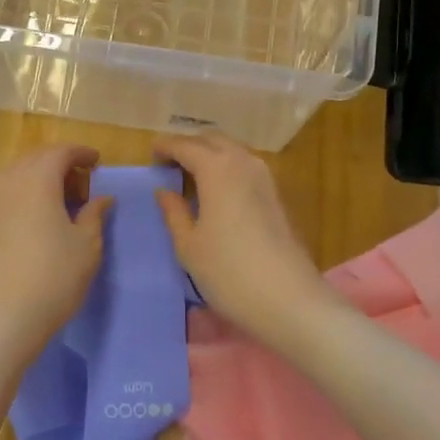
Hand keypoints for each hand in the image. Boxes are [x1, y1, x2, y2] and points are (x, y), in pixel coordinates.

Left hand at [0, 144, 114, 361]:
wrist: (8, 314)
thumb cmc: (56, 274)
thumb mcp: (87, 244)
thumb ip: (94, 214)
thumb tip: (102, 198)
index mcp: (39, 179)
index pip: (60, 152)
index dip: (81, 153)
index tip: (98, 162)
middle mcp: (12, 182)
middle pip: (37, 158)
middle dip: (61, 162)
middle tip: (84, 181)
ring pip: (21, 173)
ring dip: (43, 176)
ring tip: (66, 198)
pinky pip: (11, 190)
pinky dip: (29, 191)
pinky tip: (45, 214)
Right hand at [152, 132, 345, 348]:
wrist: (288, 298)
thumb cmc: (228, 272)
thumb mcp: (189, 245)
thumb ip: (173, 212)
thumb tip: (163, 191)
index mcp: (217, 169)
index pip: (186, 146)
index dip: (166, 146)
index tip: (151, 152)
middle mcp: (243, 163)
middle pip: (213, 140)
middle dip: (190, 145)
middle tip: (169, 161)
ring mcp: (265, 178)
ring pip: (233, 151)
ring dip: (211, 154)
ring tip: (191, 173)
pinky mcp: (277, 195)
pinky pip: (246, 166)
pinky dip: (227, 167)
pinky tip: (217, 189)